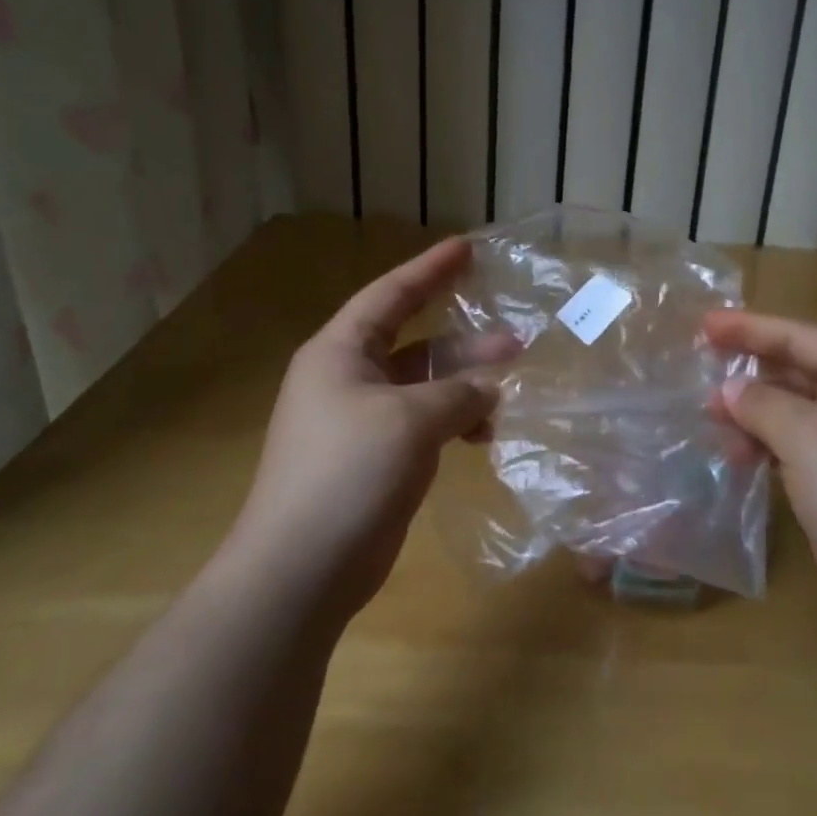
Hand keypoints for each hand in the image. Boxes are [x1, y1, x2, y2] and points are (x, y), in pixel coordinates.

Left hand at [221, 238, 514, 627]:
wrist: (301, 567)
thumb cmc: (349, 472)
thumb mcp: (410, 420)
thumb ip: (458, 394)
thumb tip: (489, 390)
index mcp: (340, 352)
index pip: (390, 295)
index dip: (430, 269)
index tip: (467, 248)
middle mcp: (347, 379)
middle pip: (414, 343)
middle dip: (463, 340)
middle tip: (515, 338)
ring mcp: (359, 421)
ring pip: (422, 387)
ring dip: (464, 386)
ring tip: (510, 388)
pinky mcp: (374, 459)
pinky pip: (422, 424)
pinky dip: (453, 423)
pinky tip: (484, 435)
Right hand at [705, 311, 816, 639]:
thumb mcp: (807, 436)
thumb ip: (761, 403)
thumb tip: (728, 390)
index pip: (801, 337)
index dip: (749, 328)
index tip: (703, 325)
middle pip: (798, 371)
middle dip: (749, 373)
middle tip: (699, 369)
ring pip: (794, 413)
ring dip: (753, 414)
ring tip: (709, 419)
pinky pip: (797, 448)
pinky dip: (766, 446)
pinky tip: (735, 455)